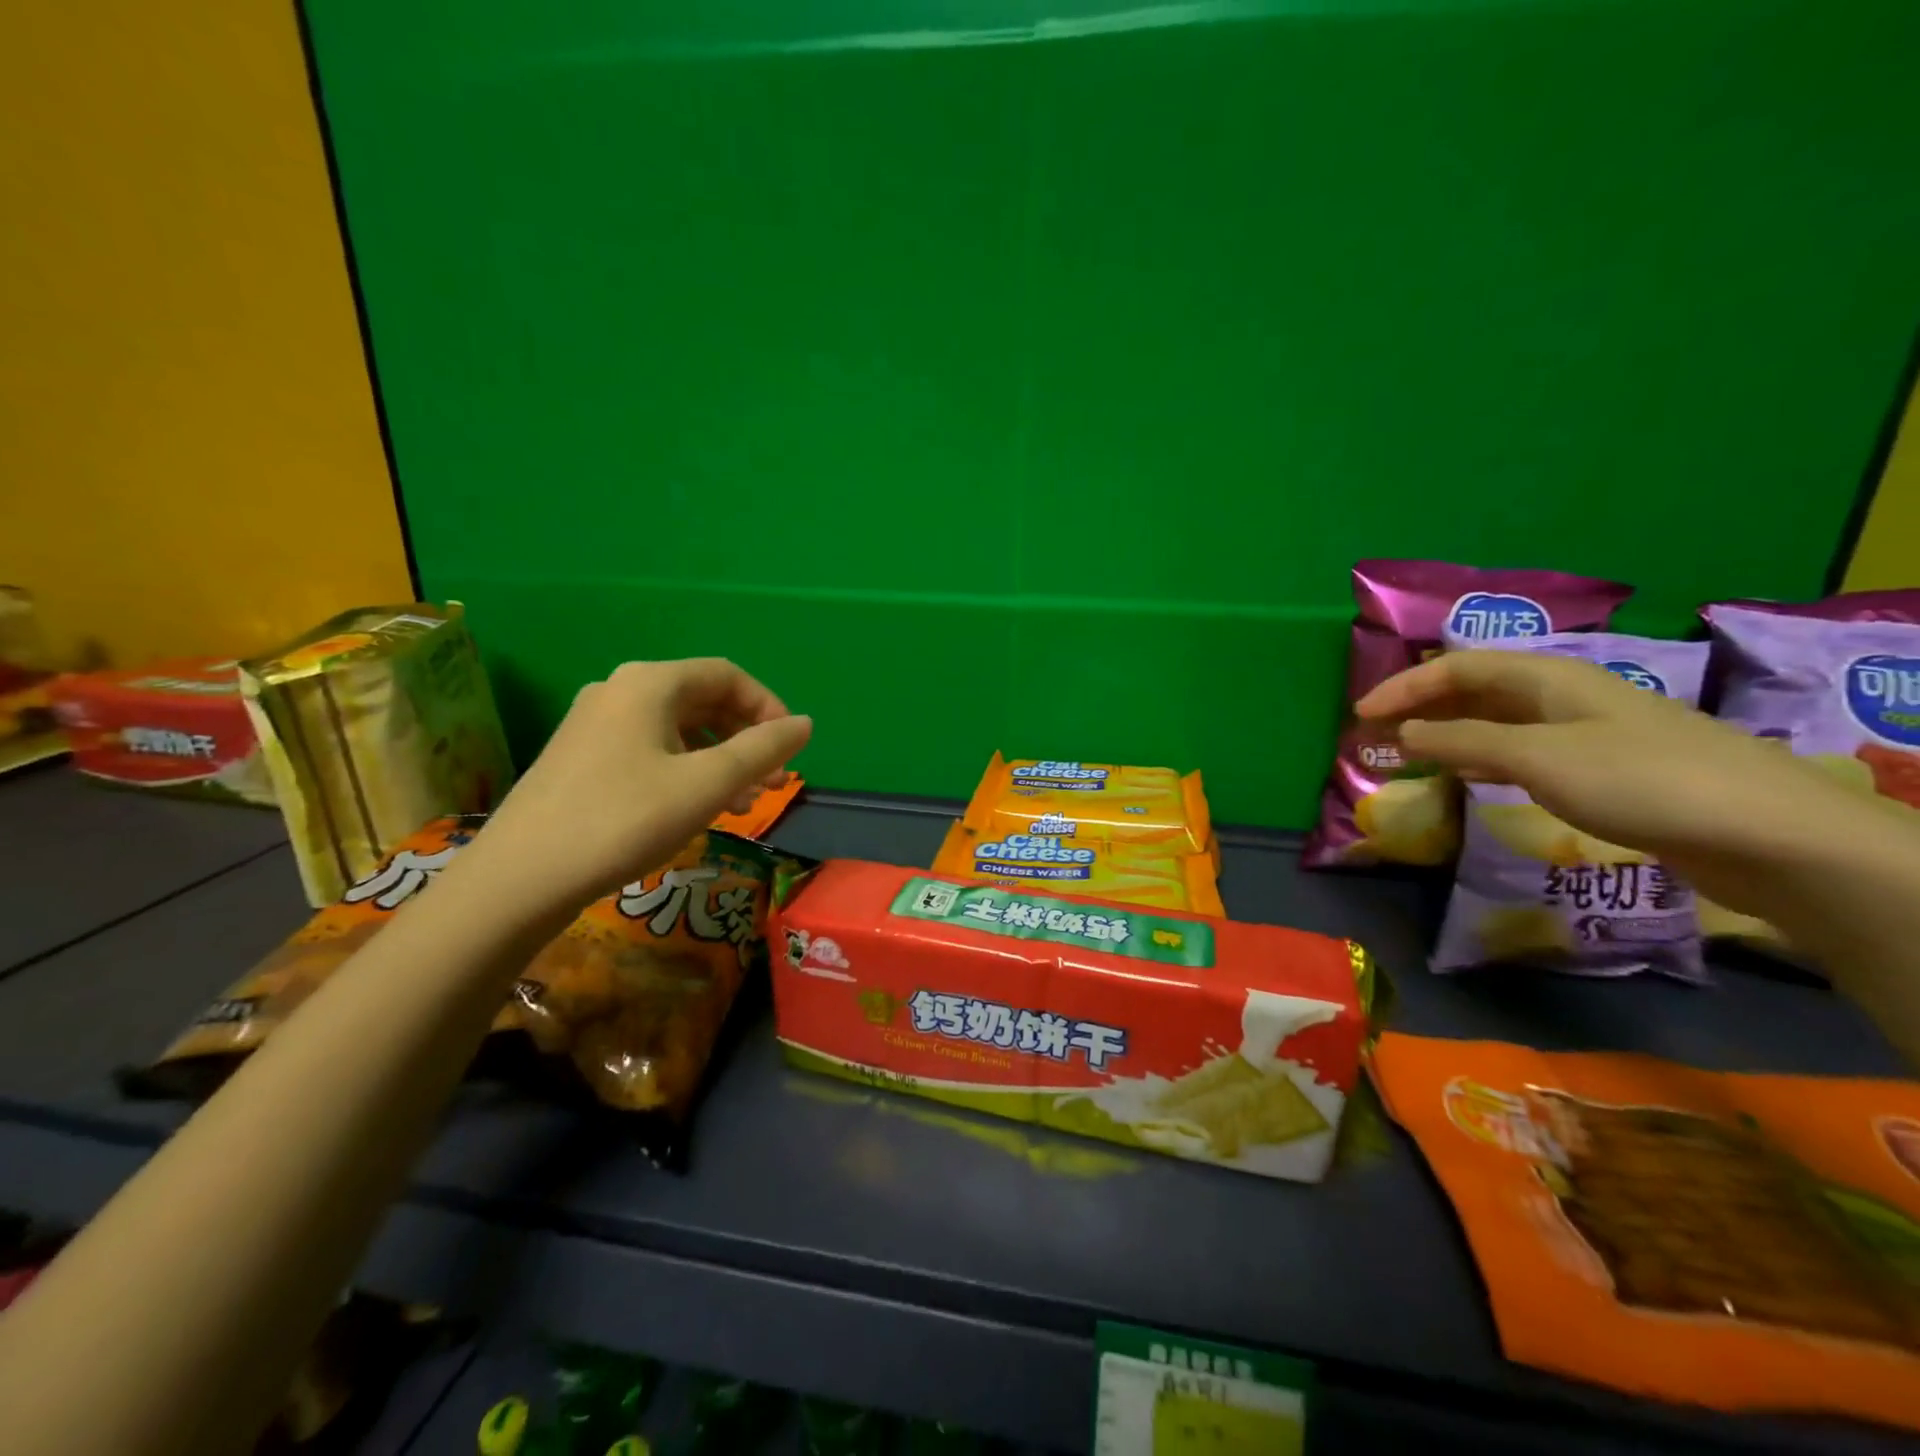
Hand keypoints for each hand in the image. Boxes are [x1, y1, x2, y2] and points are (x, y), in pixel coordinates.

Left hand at [464, 659, 811, 914]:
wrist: (520, 878)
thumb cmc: (624, 819)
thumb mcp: (707, 784)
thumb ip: (763, 749)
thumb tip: (805, 724)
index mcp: (650, 683)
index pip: (728, 676)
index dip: (768, 708)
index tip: (790, 750)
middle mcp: (620, 691)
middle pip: (703, 700)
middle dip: (746, 738)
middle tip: (774, 781)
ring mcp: (595, 724)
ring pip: (678, 729)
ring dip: (720, 759)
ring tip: (744, 802)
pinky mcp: (581, 757)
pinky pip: (651, 749)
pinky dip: (686, 770)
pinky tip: (698, 807)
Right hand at [1354, 649, 1873, 906]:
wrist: (1764, 832)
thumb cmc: (1639, 780)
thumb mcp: (1537, 757)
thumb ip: (1465, 740)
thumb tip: (1404, 730)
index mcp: (1549, 677)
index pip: (1458, 668)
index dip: (1404, 686)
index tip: (1360, 714)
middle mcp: (1563, 695)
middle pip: (1477, 688)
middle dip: (1423, 704)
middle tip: (1376, 731)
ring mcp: (1585, 732)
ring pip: (1498, 719)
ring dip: (1448, 730)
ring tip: (1408, 750)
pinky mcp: (1601, 769)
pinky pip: (1520, 749)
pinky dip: (1480, 755)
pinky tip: (1468, 773)